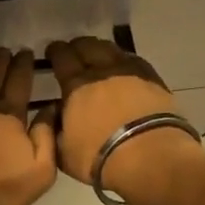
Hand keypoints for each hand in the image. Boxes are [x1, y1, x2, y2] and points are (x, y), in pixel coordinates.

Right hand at [46, 36, 204, 203]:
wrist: (150, 157)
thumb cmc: (100, 157)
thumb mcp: (63, 152)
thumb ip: (53, 129)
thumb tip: (54, 112)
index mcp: (76, 85)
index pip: (62, 57)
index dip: (55, 51)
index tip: (52, 51)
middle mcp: (102, 71)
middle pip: (87, 46)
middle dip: (77, 46)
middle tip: (73, 51)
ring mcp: (130, 72)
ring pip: (111, 49)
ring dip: (100, 48)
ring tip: (97, 54)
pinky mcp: (153, 79)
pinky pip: (134, 59)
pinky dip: (124, 58)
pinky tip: (123, 64)